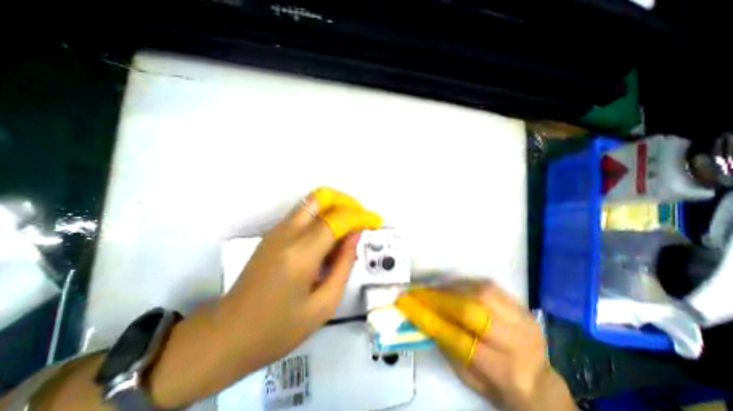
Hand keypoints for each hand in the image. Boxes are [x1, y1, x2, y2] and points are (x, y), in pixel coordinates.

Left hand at [16, 186, 383, 410]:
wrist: (225, 336)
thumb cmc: (277, 329)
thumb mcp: (321, 303)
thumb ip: (341, 264)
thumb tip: (354, 238)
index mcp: (301, 254)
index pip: (338, 220)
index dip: (360, 216)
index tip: (376, 220)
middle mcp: (288, 233)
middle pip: (322, 200)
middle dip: (347, 201)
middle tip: (364, 214)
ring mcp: (279, 231)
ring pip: (311, 200)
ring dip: (335, 203)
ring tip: (353, 217)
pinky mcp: (274, 233)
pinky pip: (303, 210)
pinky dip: (323, 210)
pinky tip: (333, 225)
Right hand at [392, 280, 575, 410]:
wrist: (536, 379)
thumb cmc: (496, 383)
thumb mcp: (467, 375)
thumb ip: (444, 344)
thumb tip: (420, 314)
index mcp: (504, 370)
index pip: (458, 338)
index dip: (428, 318)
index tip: (406, 303)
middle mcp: (518, 341)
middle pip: (471, 309)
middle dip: (439, 298)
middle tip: (418, 292)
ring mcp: (523, 319)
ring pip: (480, 292)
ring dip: (451, 288)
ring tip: (434, 289)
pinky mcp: (521, 304)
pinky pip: (488, 285)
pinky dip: (466, 284)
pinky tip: (453, 287)